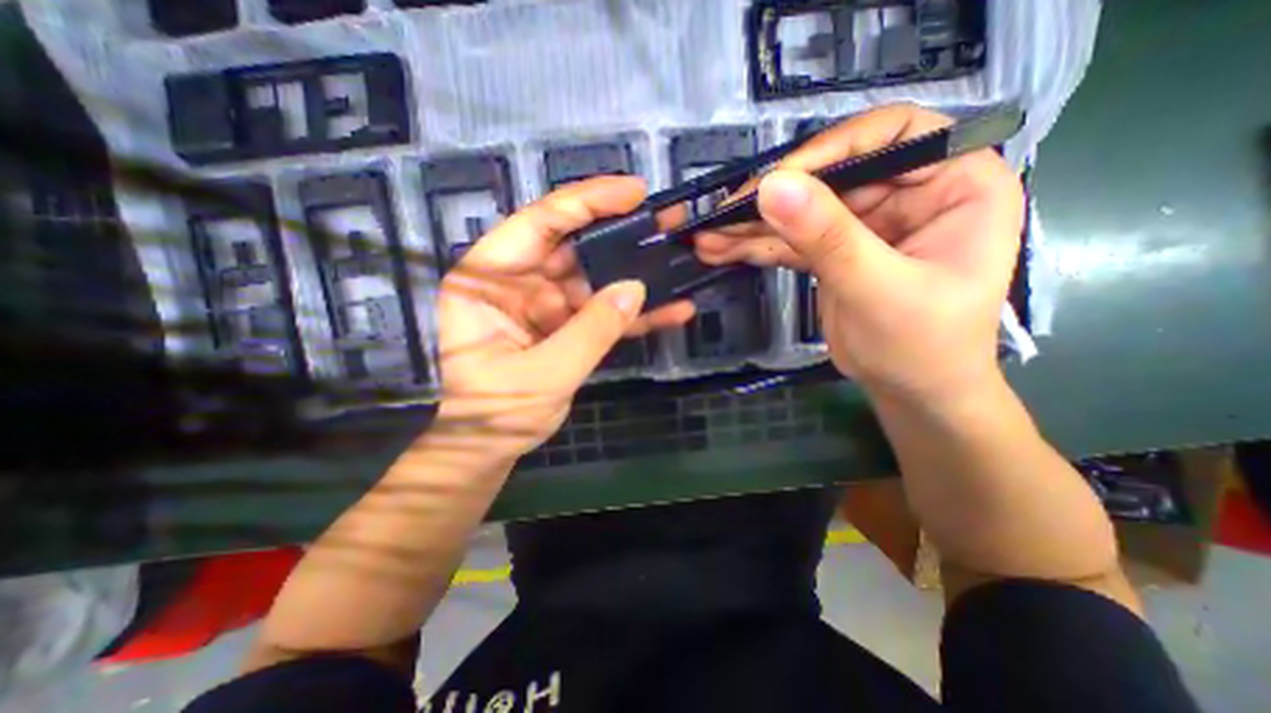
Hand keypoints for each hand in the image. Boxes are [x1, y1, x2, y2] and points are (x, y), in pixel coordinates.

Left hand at [439, 175, 693, 457]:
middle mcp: (516, 281)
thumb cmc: (497, 412)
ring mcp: (545, 303)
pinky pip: (601, 311)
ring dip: (634, 271)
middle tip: (665, 220)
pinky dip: (633, 313)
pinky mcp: (565, 325)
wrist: (492, 446)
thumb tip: (635, 287)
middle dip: (619, 232)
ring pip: (594, 277)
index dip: (586, 202)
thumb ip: (591, 331)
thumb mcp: (544, 373)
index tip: (633, 192)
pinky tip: (671, 310)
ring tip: (676, 256)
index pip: (538, 223)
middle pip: (572, 244)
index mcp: (488, 280)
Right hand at [691, 107, 1026, 406]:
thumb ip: (828, 237)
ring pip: (803, 210)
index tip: (777, 180)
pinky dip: (757, 247)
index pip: (892, 135)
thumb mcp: (877, 289)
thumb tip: (773, 187)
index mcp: (954, 183)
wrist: (910, 392)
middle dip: (773, 198)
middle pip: (831, 175)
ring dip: (753, 226)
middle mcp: (909, 193)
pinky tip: (722, 250)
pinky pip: (792, 240)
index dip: (832, 149)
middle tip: (722, 215)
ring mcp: (866, 223)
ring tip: (709, 236)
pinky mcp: (834, 250)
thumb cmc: (922, 346)